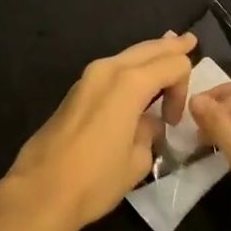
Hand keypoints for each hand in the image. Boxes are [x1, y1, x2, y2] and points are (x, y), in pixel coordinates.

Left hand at [0, 33, 195, 230]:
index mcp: (129, 83)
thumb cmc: (95, 178)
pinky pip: (113, 68)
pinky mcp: (77, 90)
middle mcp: (109, 69)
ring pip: (128, 55)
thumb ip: (150, 133)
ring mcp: (89, 76)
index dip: (183, 88)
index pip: (172, 64)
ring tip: (167, 47)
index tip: (174, 121)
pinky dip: (131, 66)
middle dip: (170, 47)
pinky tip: (139, 71)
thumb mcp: (137, 160)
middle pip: (148, 49)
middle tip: (189, 41)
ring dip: (149, 55)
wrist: (41, 189)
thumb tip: (147, 124)